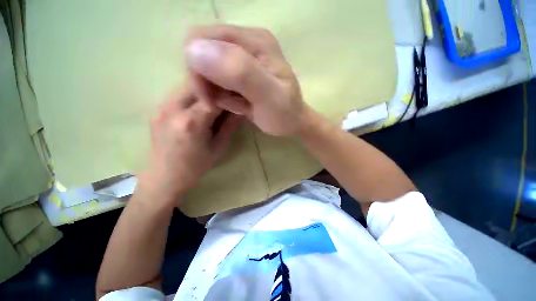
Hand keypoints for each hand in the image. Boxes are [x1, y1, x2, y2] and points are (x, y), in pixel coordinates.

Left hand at [137, 85, 241, 205]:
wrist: (163, 178)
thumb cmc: (195, 167)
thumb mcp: (218, 148)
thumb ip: (230, 126)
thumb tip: (241, 110)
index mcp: (193, 122)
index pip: (216, 98)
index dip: (230, 96)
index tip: (239, 98)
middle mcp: (174, 109)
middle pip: (199, 84)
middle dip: (216, 88)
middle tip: (227, 96)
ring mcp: (162, 107)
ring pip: (187, 85)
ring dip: (204, 90)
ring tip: (215, 101)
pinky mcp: (157, 109)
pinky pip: (178, 93)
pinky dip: (193, 95)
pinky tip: (199, 106)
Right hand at [185, 25, 307, 136]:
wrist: (292, 122)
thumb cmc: (284, 114)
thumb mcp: (269, 97)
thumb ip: (241, 73)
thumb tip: (195, 50)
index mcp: (254, 40)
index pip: (203, 37)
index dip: (197, 68)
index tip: (210, 99)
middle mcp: (246, 42)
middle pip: (200, 50)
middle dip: (203, 81)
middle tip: (218, 105)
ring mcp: (241, 57)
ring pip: (205, 66)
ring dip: (212, 90)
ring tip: (233, 106)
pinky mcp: (238, 73)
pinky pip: (215, 80)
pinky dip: (219, 95)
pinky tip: (235, 105)